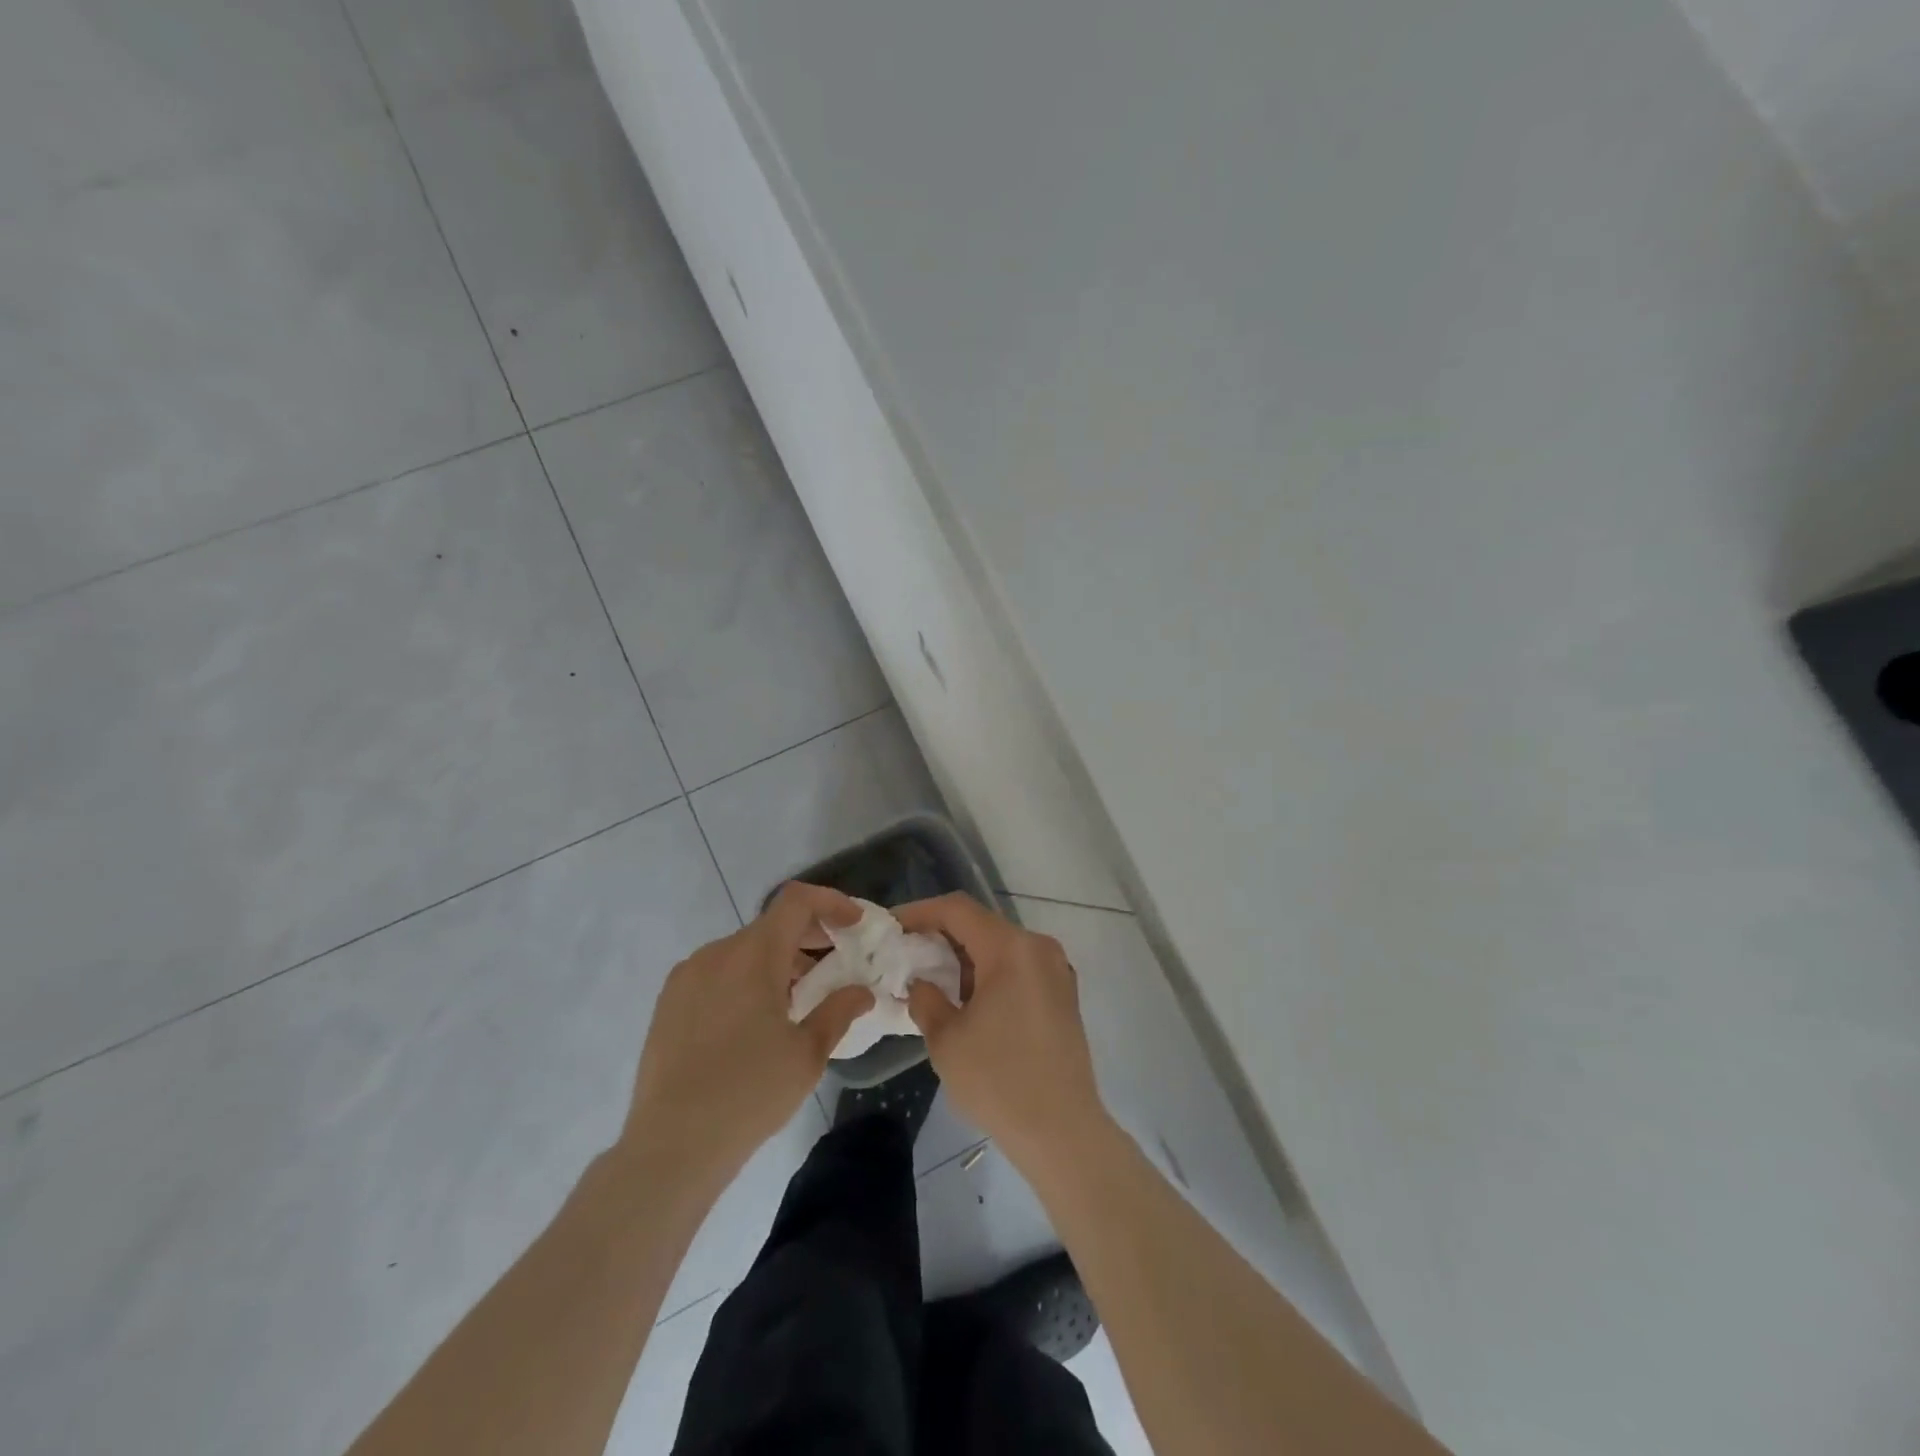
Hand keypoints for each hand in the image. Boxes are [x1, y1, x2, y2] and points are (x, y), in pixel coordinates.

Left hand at [621, 883, 873, 1188]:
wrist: (671, 1146)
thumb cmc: (749, 1093)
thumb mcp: (808, 1054)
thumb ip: (839, 1011)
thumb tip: (861, 991)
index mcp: (753, 955)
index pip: (797, 901)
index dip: (831, 902)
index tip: (856, 925)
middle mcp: (716, 953)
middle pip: (771, 925)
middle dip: (809, 936)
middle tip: (837, 963)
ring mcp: (687, 977)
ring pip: (743, 950)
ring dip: (778, 960)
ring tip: (800, 998)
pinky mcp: (668, 1003)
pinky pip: (718, 973)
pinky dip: (747, 978)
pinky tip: (757, 1020)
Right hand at [897, 893, 1107, 1168]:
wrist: (1063, 1132)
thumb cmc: (999, 1082)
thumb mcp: (946, 1040)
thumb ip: (926, 999)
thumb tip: (921, 983)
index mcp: (1011, 949)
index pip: (957, 910)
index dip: (920, 912)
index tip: (891, 926)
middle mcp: (1038, 948)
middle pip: (981, 924)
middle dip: (941, 935)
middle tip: (906, 953)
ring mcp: (1056, 970)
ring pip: (1000, 945)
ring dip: (965, 955)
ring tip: (931, 977)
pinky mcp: (1063, 993)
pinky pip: (1018, 966)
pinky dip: (989, 971)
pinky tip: (967, 998)